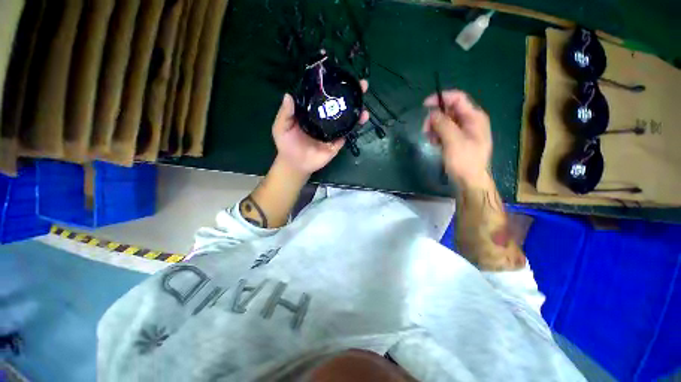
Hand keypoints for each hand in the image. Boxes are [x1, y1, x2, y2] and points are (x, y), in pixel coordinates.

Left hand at [272, 80, 368, 176]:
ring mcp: (332, 131)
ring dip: (357, 111)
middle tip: (362, 85)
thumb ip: (285, 113)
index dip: (332, 85)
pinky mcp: (336, 142)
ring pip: (346, 118)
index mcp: (312, 111)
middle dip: (351, 95)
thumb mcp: (281, 127)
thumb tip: (288, 95)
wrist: (296, 164)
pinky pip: (346, 134)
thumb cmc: (287, 144)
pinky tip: (361, 119)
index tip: (341, 73)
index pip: (323, 95)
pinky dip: (354, 127)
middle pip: (339, 104)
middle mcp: (324, 118)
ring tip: (365, 105)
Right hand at [423, 90, 491, 186]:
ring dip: (435, 128)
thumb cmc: (464, 160)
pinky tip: (434, 144)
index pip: (457, 98)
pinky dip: (438, 135)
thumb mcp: (453, 140)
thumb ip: (443, 124)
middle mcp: (470, 121)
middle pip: (450, 111)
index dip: (441, 98)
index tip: (424, 106)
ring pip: (445, 122)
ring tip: (430, 140)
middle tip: (425, 130)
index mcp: (474, 117)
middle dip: (435, 118)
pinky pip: (445, 132)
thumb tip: (433, 113)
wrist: (469, 181)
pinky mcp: (458, 141)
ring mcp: (464, 132)